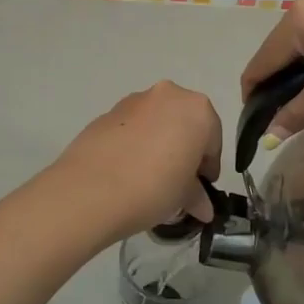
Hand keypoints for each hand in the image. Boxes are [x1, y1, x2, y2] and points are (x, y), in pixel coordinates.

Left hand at [49, 83, 223, 239]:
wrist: (91, 189)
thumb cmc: (154, 187)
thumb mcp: (184, 197)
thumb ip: (197, 196)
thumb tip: (203, 208)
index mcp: (197, 110)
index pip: (213, 140)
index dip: (208, 167)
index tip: (201, 188)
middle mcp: (167, 95)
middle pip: (184, 123)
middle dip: (184, 150)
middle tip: (177, 181)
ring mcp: (133, 101)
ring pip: (156, 122)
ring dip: (159, 144)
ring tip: (149, 178)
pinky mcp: (106, 113)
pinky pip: (131, 128)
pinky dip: (135, 143)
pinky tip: (126, 171)